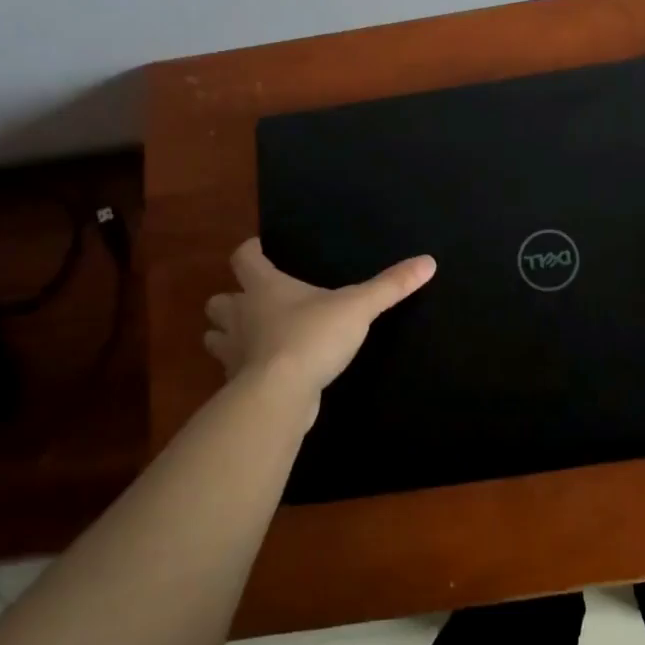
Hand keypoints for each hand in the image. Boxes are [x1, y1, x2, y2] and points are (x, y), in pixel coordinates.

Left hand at [204, 239, 435, 399]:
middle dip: (231, 300)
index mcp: (264, 288)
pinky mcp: (238, 385)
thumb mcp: (358, 307)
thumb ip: (391, 286)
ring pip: (215, 338)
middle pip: (219, 301)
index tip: (259, 249)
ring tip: (252, 337)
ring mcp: (234, 353)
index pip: (244, 258)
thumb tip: (428, 261)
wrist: (279, 395)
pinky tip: (265, 372)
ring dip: (228, 335)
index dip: (251, 251)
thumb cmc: (312, 337)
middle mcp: (241, 316)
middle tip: (253, 301)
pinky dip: (242, 369)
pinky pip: (233, 372)